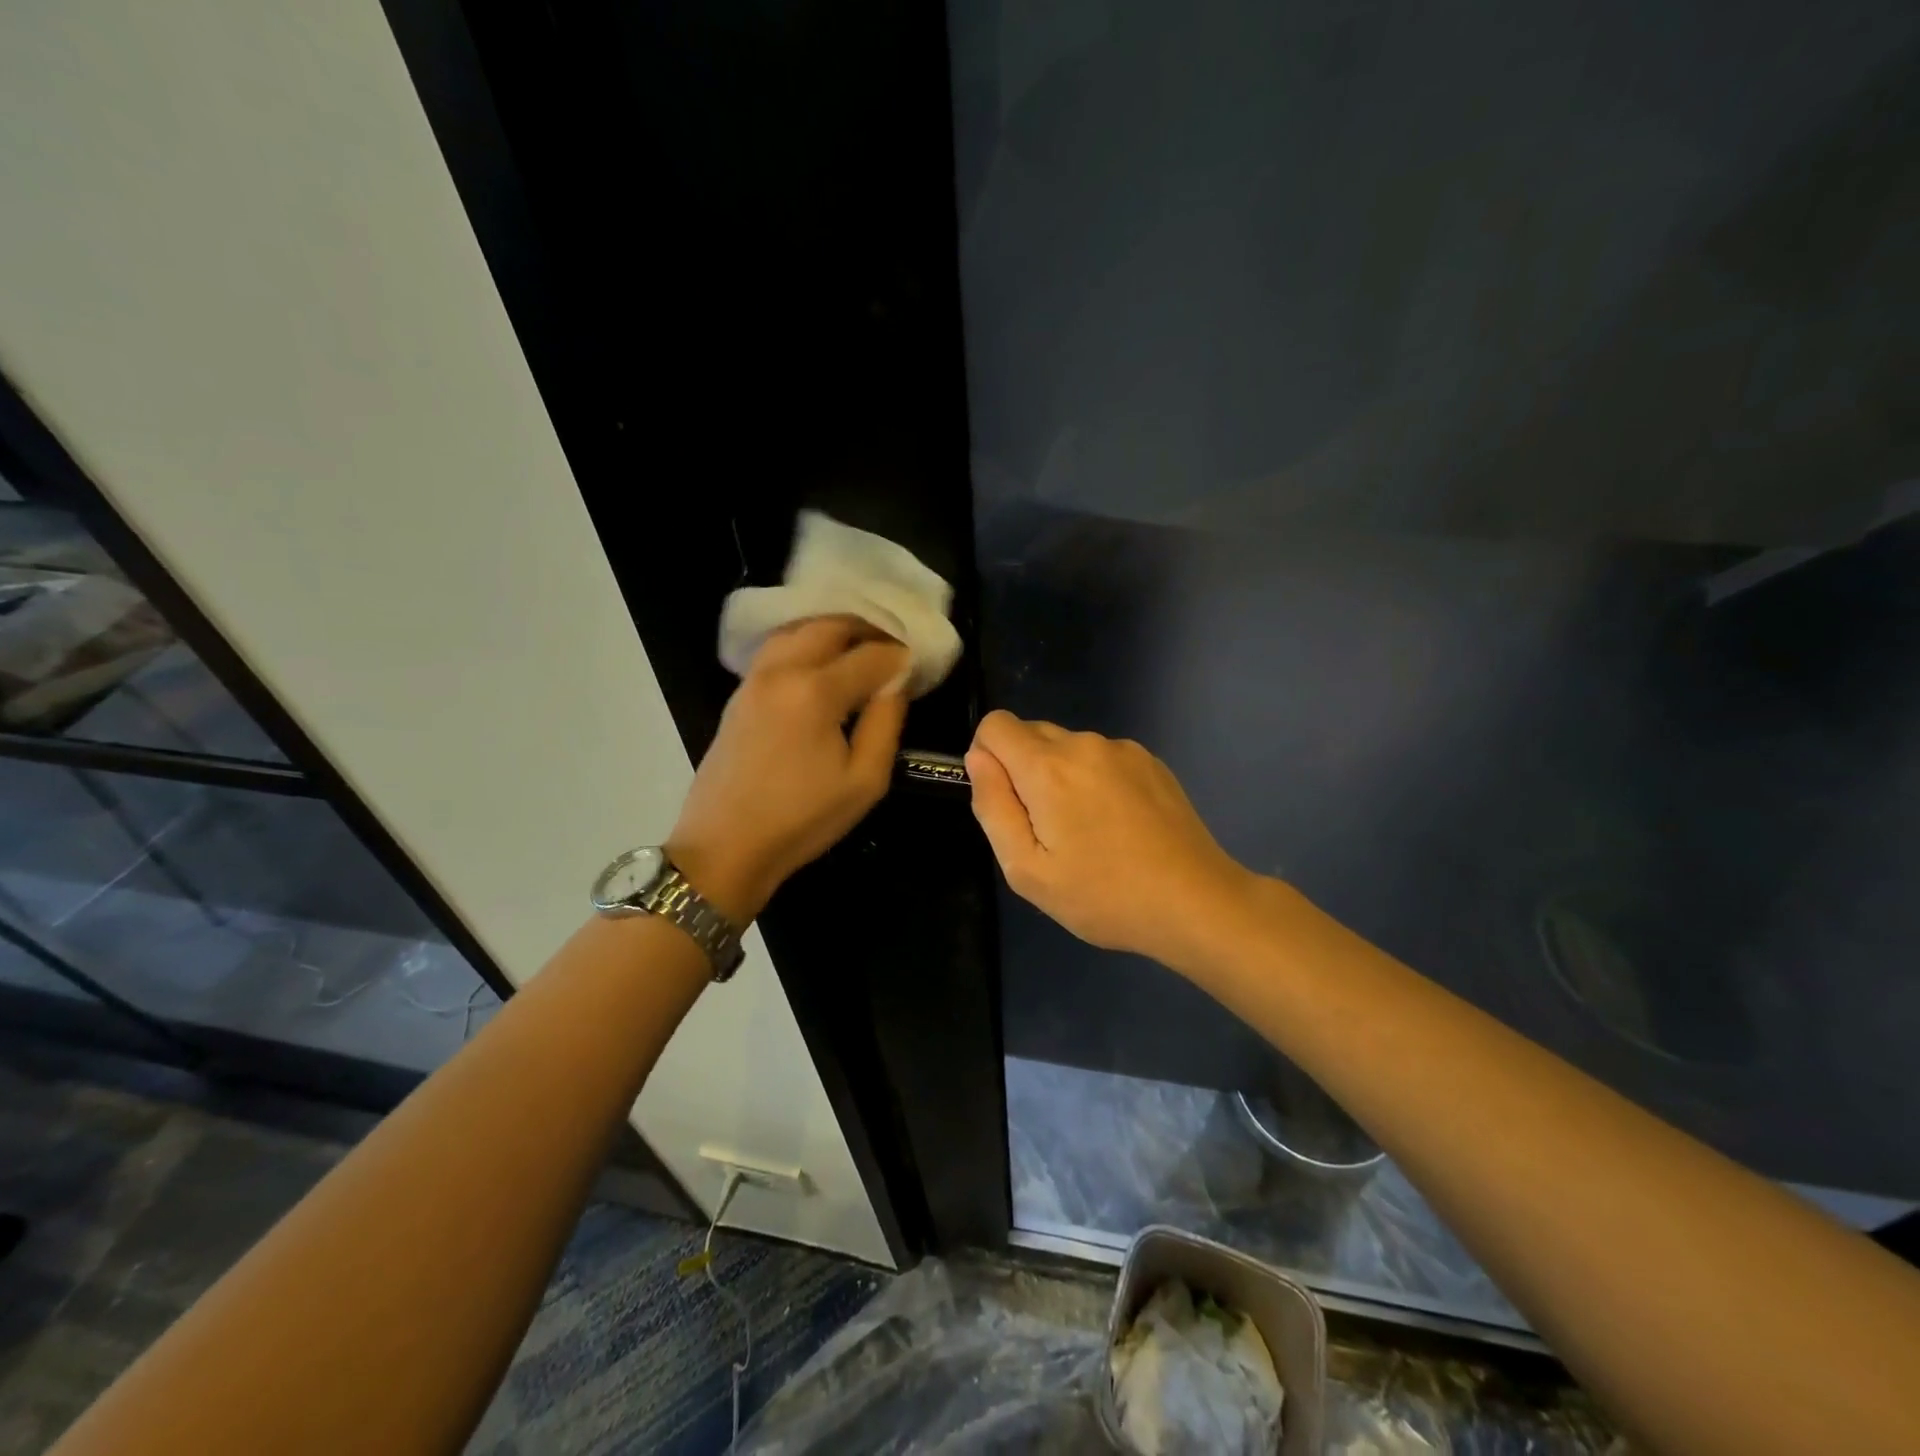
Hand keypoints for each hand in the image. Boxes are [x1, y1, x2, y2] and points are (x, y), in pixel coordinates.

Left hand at [668, 617, 907, 921]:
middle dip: (867, 629)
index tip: (919, 664)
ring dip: (833, 631)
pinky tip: (821, 664)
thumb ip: (886, 722)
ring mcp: (754, 678)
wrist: (725, 847)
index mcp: (815, 691)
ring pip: (798, 630)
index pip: (871, 654)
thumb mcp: (865, 781)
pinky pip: (777, 648)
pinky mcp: (739, 693)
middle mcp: (782, 670)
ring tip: (860, 649)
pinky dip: (805, 643)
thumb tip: (895, 684)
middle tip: (893, 647)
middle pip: (830, 626)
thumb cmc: (802, 819)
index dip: (900, 656)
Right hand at [966, 710, 1256, 971]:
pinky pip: (1102, 758)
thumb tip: (978, 759)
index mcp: (1048, 768)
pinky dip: (1094, 780)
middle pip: (1031, 733)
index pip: (996, 725)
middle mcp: (1085, 744)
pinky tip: (1118, 825)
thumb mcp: (1027, 869)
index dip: (986, 756)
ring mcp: (1123, 749)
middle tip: (1046, 829)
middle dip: (1022, 770)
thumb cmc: (1104, 896)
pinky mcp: (1151, 761)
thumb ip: (993, 807)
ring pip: (1068, 747)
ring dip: (1060, 776)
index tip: (1004, 801)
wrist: (1196, 902)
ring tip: (1087, 832)